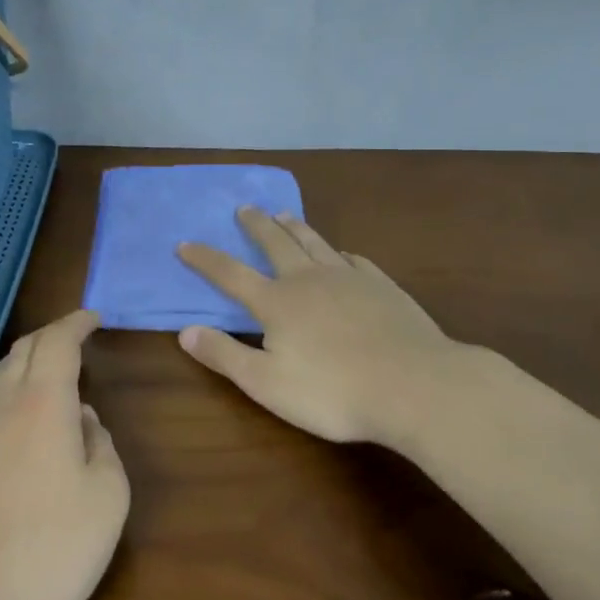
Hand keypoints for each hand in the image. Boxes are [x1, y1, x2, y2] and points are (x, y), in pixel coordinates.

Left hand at [0, 311, 128, 599]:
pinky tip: (21, 420)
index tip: (94, 318)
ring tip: (50, 371)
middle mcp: (3, 406)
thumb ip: (102, 446)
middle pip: (23, 350)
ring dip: (26, 361)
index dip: (76, 323)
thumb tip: (85, 421)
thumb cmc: (52, 547)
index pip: (57, 342)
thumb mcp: (107, 497)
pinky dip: (9, 392)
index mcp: (43, 402)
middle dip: (51, 335)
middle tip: (76, 338)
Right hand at [177, 209, 468, 448]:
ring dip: (295, 227)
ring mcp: (349, 278)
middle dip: (256, 225)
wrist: (415, 385)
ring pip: (315, 242)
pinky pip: (355, 260)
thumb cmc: (333, 392)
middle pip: (276, 244)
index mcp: (277, 302)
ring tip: (284, 213)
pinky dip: (340, 253)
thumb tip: (184, 331)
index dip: (205, 259)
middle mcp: (308, 279)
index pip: (230, 274)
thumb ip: (224, 355)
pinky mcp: (382, 286)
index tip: (184, 243)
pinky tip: (343, 254)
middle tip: (244, 208)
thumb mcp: (266, 383)